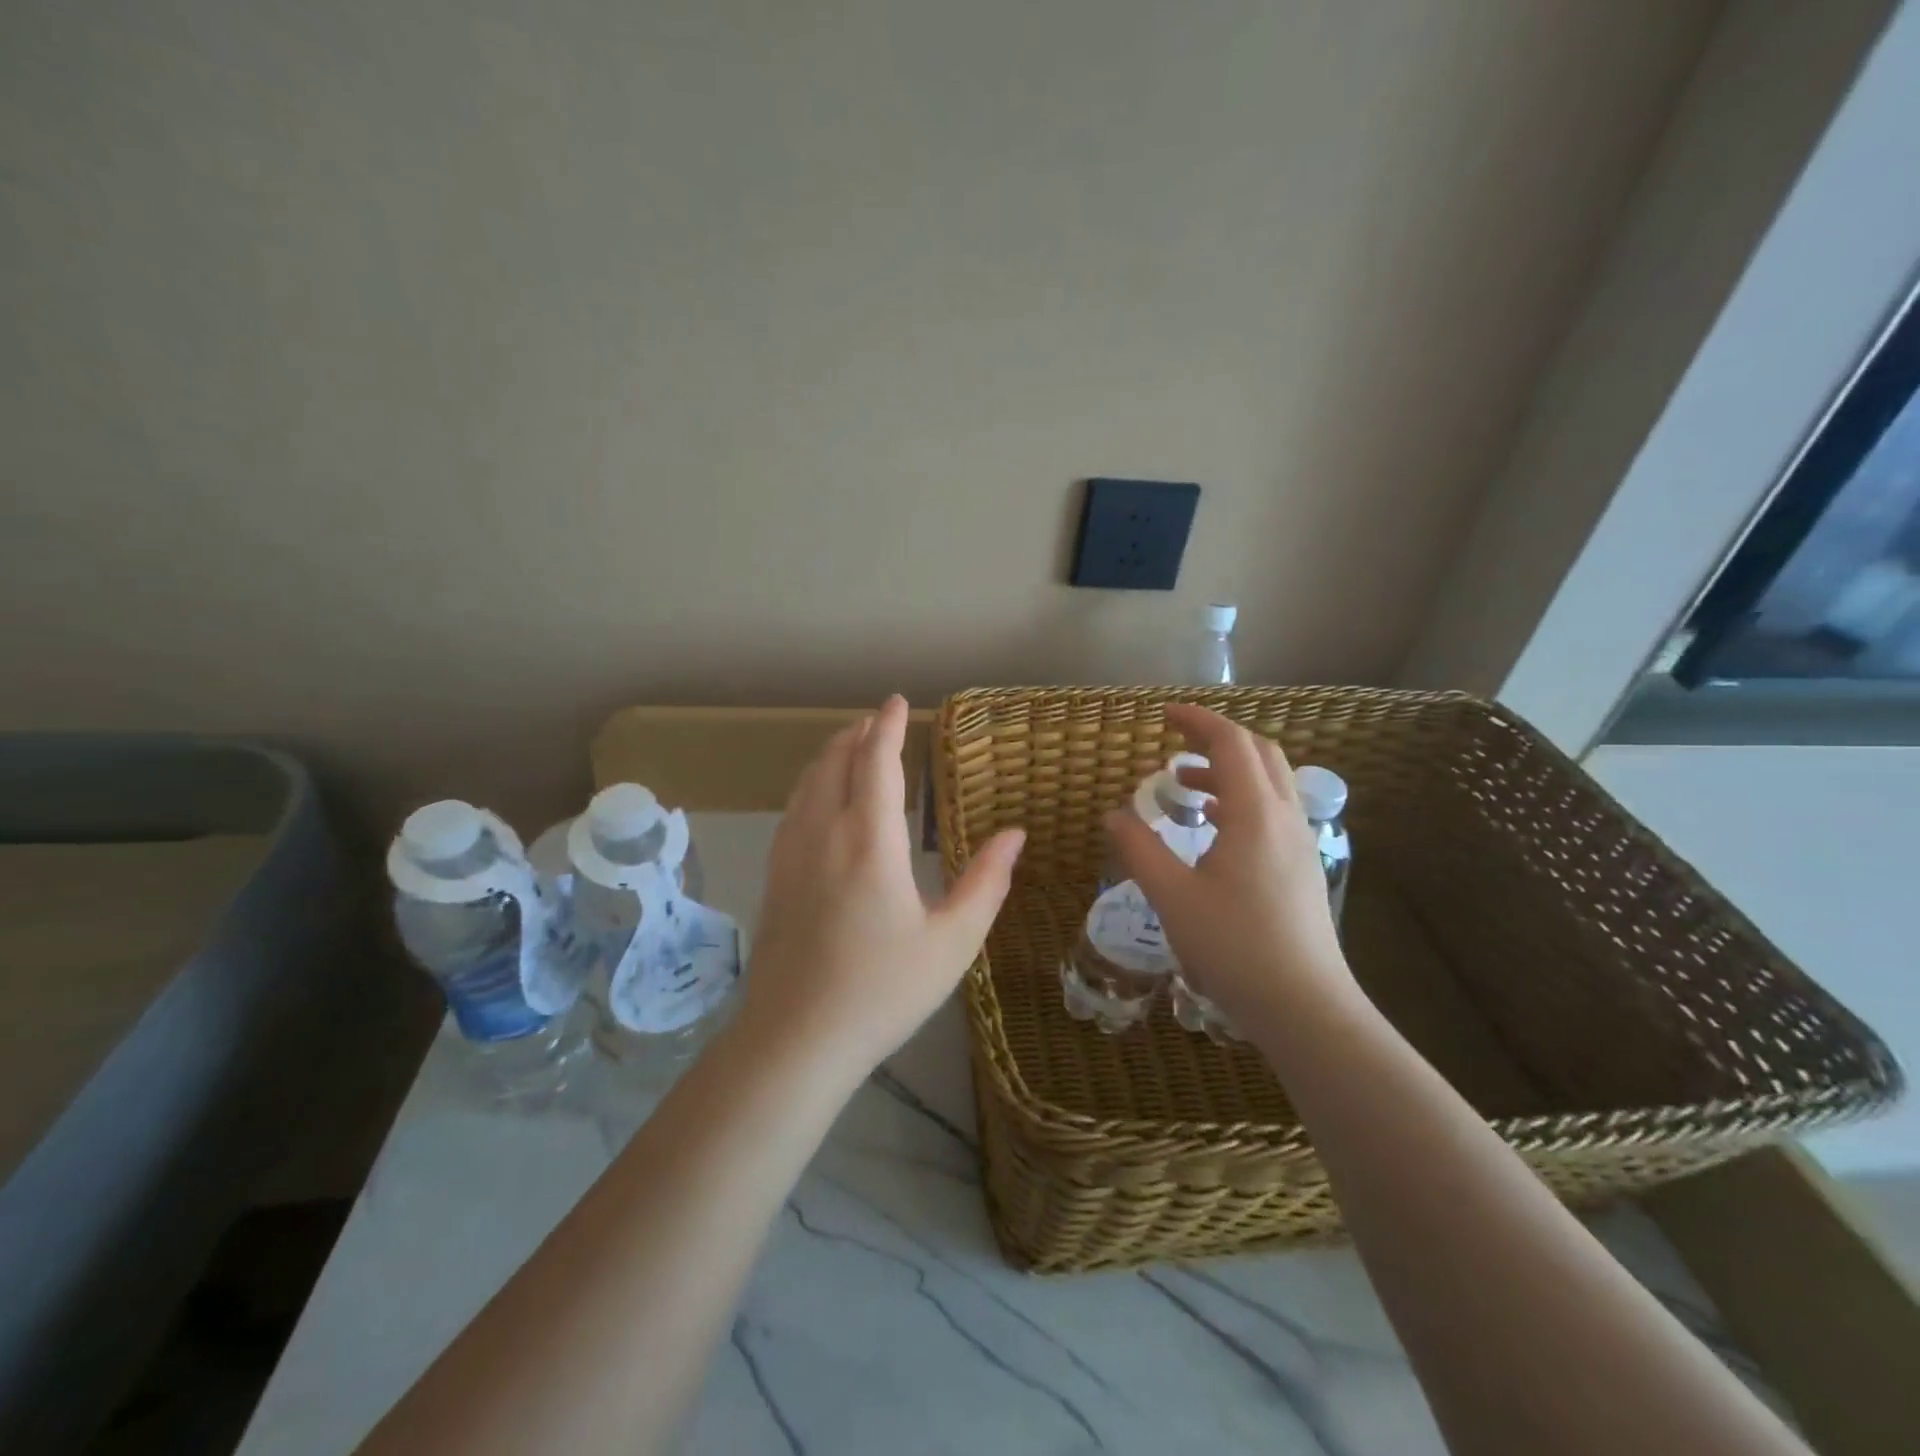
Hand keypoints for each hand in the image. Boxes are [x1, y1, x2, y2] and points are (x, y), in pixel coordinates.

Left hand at [740, 695, 1025, 1074]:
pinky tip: (818, 799)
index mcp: (870, 841)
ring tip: (849, 745)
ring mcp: (791, 855)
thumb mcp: (952, 942)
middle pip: (836, 763)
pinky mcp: (774, 878)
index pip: (877, 763)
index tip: (898, 702)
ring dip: (830, 755)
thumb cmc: (883, 991)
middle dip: (857, 734)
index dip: (888, 727)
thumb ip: (986, 882)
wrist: (795, 1040)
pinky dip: (811, 784)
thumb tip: (1014, 834)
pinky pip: (793, 809)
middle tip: (877, 720)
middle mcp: (825, 833)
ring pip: (808, 783)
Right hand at [1105, 704, 1356, 1028]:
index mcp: (1255, 814)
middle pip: (1260, 753)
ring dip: (1230, 771)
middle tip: (1177, 744)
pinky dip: (1243, 800)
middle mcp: (1284, 818)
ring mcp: (1300, 843)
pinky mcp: (1302, 869)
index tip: (1164, 715)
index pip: (1231, 743)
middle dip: (1218, 739)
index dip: (1198, 721)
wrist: (1305, 1007)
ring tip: (1186, 787)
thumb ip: (1140, 849)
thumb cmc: (1235, 947)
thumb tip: (1114, 815)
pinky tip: (1215, 829)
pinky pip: (1274, 812)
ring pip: (1271, 783)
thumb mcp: (1173, 897)